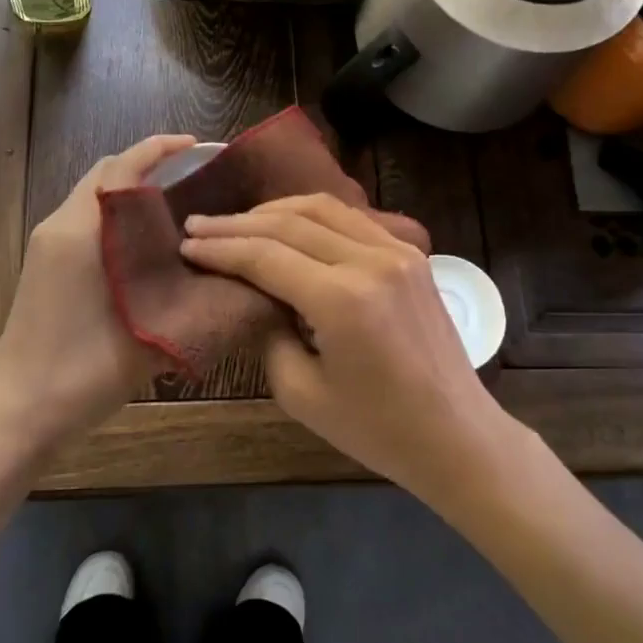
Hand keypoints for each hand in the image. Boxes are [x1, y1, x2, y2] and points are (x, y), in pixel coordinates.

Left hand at [0, 134, 195, 459]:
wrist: (18, 414)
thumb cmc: (82, 374)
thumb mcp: (150, 336)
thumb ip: (191, 301)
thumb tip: (232, 276)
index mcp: (81, 232)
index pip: (122, 167)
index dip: (160, 148)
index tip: (199, 145)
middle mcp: (60, 226)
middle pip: (106, 174)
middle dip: (149, 165)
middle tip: (197, 178)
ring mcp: (47, 247)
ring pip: (95, 197)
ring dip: (132, 191)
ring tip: (180, 208)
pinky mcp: (44, 266)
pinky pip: (86, 220)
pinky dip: (117, 216)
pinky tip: (148, 245)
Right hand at [179, 193, 503, 497]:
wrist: (456, 435)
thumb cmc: (376, 429)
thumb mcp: (301, 393)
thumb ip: (269, 334)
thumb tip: (256, 297)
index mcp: (343, 299)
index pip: (266, 256)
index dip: (221, 249)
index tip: (186, 245)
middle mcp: (371, 261)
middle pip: (290, 223)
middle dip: (238, 223)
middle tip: (198, 226)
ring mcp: (397, 252)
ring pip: (323, 208)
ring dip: (274, 210)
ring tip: (237, 221)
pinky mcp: (411, 255)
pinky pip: (352, 219)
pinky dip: (313, 215)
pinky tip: (289, 224)